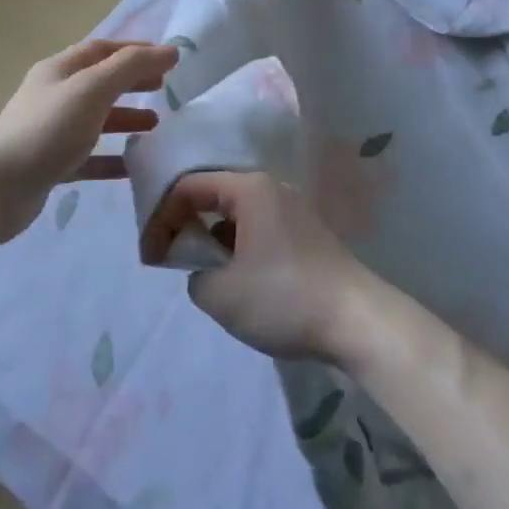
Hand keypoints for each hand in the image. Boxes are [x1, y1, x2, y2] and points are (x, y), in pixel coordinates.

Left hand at [0, 39, 177, 242]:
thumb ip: (132, 67)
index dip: (135, 50)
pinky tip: (133, 167)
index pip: (102, 49)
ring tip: (155, 126)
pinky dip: (111, 158)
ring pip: (95, 120)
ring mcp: (49, 132)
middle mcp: (53, 96)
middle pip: (99, 82)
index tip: (168, 58)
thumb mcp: (92, 90)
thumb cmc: (47, 130)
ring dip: (125, 119)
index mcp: (59, 70)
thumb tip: (171, 50)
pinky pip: (87, 157)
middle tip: (164, 89)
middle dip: (132, 82)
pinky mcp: (49, 165)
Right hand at [146, 172, 370, 361]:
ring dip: (212, 240)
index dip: (161, 217)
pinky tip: (236, 281)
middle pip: (213, 195)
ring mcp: (292, 211)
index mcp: (249, 189)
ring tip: (201, 274)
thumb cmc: (284, 298)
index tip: (150, 256)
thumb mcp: (221, 295)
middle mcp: (271, 189)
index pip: (189, 186)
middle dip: (185, 225)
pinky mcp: (305, 236)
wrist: (358, 322)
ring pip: (236, 215)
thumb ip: (195, 276)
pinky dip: (237, 248)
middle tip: (169, 260)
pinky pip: (257, 230)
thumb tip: (205, 272)